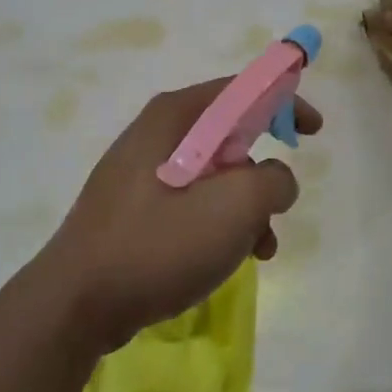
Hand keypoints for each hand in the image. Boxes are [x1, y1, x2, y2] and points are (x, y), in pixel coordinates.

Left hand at [39, 79, 323, 352]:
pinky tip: (227, 260)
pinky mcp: (133, 207)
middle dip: (262, 171)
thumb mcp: (234, 207)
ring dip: (244, 207)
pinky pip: (189, 201)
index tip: (313, 131)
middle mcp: (155, 133)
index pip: (242, 90)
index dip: (284, 102)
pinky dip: (217, 223)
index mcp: (176, 116)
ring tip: (258, 248)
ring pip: (213, 174)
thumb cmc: (158, 243)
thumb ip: (272, 181)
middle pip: (228, 134)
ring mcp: (140, 171)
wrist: (77, 302)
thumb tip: (275, 179)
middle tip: (279, 202)